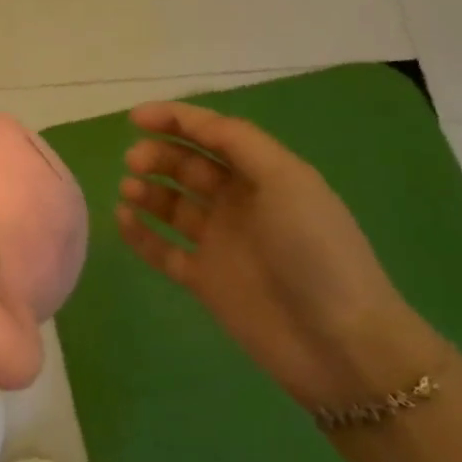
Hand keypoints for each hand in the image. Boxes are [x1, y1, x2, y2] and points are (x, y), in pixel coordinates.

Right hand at [115, 101, 443, 408]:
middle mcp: (240, 203)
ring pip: (171, 205)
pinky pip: (162, 249)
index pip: (212, 134)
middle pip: (188, 166)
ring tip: (129, 191)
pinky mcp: (204, 280)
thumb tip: (191, 123)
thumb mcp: (286, 180)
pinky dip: (139, 232)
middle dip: (158, 155)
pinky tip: (122, 219)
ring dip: (147, 190)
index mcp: (264, 175)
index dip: (175, 119)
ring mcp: (220, 243)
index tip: (135, 117)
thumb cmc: (315, 250)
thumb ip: (238, 142)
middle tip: (134, 161)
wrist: (340, 343)